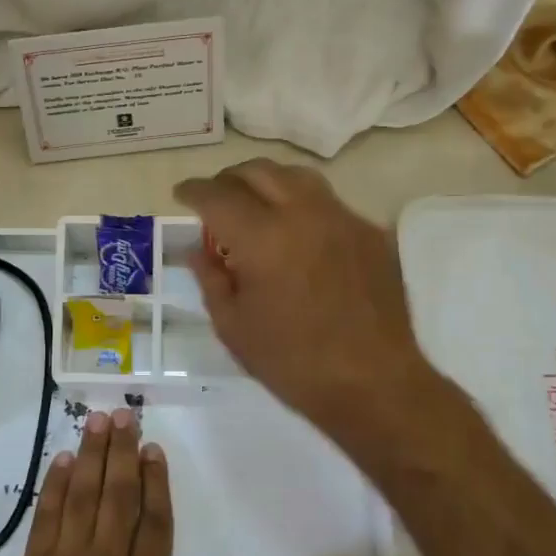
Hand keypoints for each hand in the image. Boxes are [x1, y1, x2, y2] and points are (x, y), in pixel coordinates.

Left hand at [0, 409, 209, 555]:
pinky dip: (53, 485)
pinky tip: (60, 460)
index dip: (156, 480)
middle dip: (122, 451)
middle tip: (123, 415)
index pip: (154, 520)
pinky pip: (46, 515)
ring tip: (95, 421)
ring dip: (90, 454)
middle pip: (118, 493)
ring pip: (82, 493)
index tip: (153, 449)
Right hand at [174, 158, 435, 435]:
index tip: (182, 194)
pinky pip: (328, 202)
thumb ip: (211, 279)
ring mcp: (342, 218)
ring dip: (267, 182)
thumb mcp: (233, 326)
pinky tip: (297, 234)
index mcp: (262, 237)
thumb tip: (198, 250)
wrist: (374, 383)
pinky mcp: (369, 232)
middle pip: (257, 171)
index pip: (217, 195)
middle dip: (228, 179)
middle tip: (216, 199)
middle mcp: (303, 213)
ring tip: (255, 204)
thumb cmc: (292, 362)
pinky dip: (301, 205)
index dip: (193, 191)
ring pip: (296, 176)